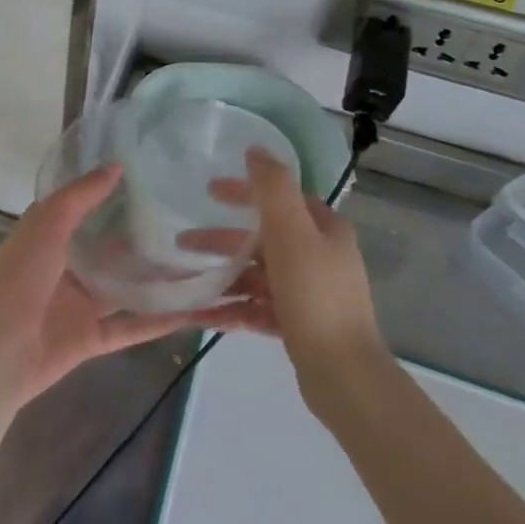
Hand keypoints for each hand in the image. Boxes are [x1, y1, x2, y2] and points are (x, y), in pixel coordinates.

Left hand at [0, 165, 217, 409]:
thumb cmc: (15, 280)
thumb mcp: (45, 225)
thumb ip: (80, 197)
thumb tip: (117, 166)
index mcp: (47, 238)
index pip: (83, 211)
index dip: (111, 196)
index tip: (151, 180)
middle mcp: (63, 269)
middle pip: (108, 251)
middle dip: (141, 239)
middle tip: (189, 222)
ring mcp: (77, 307)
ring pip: (124, 290)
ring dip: (156, 281)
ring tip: (201, 264)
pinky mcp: (89, 340)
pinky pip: (130, 328)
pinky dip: (159, 322)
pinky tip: (194, 311)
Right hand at [194, 148, 387, 420]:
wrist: (342, 373)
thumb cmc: (314, 294)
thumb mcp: (291, 231)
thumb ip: (272, 187)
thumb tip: (256, 149)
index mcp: (324, 229)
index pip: (280, 198)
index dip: (244, 191)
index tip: (208, 191)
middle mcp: (320, 257)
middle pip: (262, 238)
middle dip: (221, 240)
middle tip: (182, 242)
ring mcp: (309, 294)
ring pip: (256, 275)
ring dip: (221, 276)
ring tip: (183, 284)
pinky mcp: (298, 325)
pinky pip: (257, 308)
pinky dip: (230, 308)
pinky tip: (199, 315)